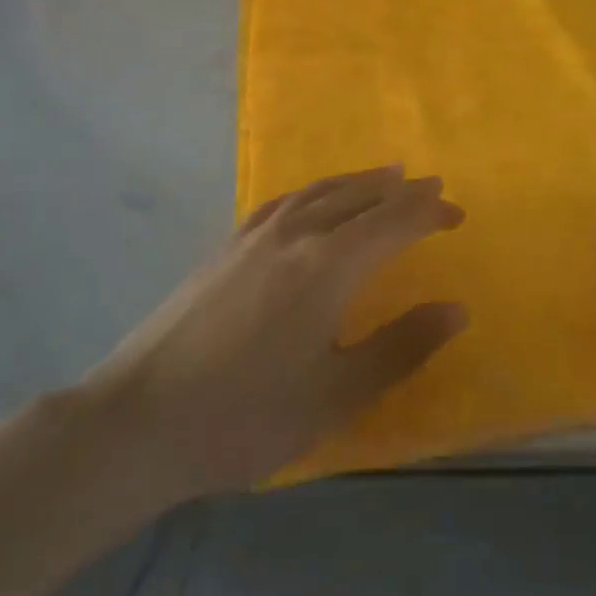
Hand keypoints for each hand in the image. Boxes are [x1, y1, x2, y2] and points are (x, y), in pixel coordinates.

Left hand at [82, 166, 467, 497]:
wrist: (138, 421)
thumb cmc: (246, 415)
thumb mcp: (336, 394)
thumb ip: (401, 347)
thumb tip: (457, 309)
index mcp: (328, 265)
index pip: (393, 221)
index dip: (429, 212)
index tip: (457, 213)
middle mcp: (295, 234)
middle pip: (358, 196)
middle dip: (400, 190)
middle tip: (431, 185)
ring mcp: (254, 236)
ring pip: (319, 191)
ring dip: (359, 180)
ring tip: (385, 174)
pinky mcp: (225, 247)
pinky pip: (284, 201)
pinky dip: (315, 191)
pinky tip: (313, 199)